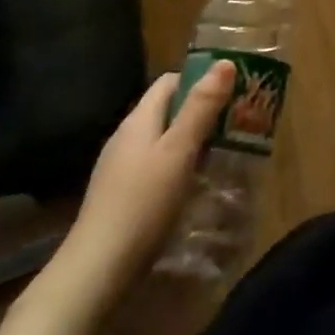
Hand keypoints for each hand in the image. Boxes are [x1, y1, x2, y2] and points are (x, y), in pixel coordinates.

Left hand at [41, 63, 235, 317]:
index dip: (201, 79)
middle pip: (169, 110)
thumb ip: (201, 107)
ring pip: (164, 140)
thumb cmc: (142, 204)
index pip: (170, 81)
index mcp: (138, 120)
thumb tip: (225, 62)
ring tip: (227, 151)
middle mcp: (126, 138)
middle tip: (238, 121)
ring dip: (194, 140)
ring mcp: (120, 169)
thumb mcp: (178, 151)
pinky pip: (157, 166)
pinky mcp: (122, 196)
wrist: (95, 272)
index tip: (233, 89)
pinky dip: (180, 165)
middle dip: (203, 111)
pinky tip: (196, 184)